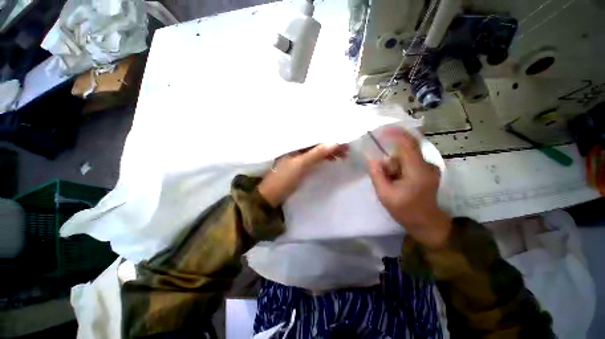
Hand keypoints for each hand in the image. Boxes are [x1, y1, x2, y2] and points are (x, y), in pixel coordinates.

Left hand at [258, 144, 347, 206]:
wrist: (271, 196)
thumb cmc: (283, 179)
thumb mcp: (300, 165)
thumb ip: (316, 154)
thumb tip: (335, 142)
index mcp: (294, 143)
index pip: (315, 137)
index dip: (329, 138)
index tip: (344, 140)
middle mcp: (297, 147)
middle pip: (317, 144)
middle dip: (332, 145)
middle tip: (347, 149)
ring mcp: (298, 157)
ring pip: (317, 151)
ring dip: (329, 152)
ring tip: (343, 155)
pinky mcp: (300, 165)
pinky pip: (314, 158)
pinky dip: (323, 158)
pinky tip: (331, 159)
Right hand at [367, 129, 450, 248]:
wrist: (426, 223)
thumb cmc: (405, 210)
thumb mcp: (385, 194)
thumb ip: (377, 174)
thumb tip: (372, 159)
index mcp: (418, 170)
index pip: (408, 144)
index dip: (394, 134)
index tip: (380, 131)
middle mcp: (427, 165)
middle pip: (405, 149)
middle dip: (390, 158)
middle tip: (383, 173)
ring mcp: (429, 167)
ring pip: (406, 156)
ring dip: (394, 164)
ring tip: (391, 181)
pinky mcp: (427, 170)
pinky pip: (409, 161)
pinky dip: (399, 167)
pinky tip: (396, 180)